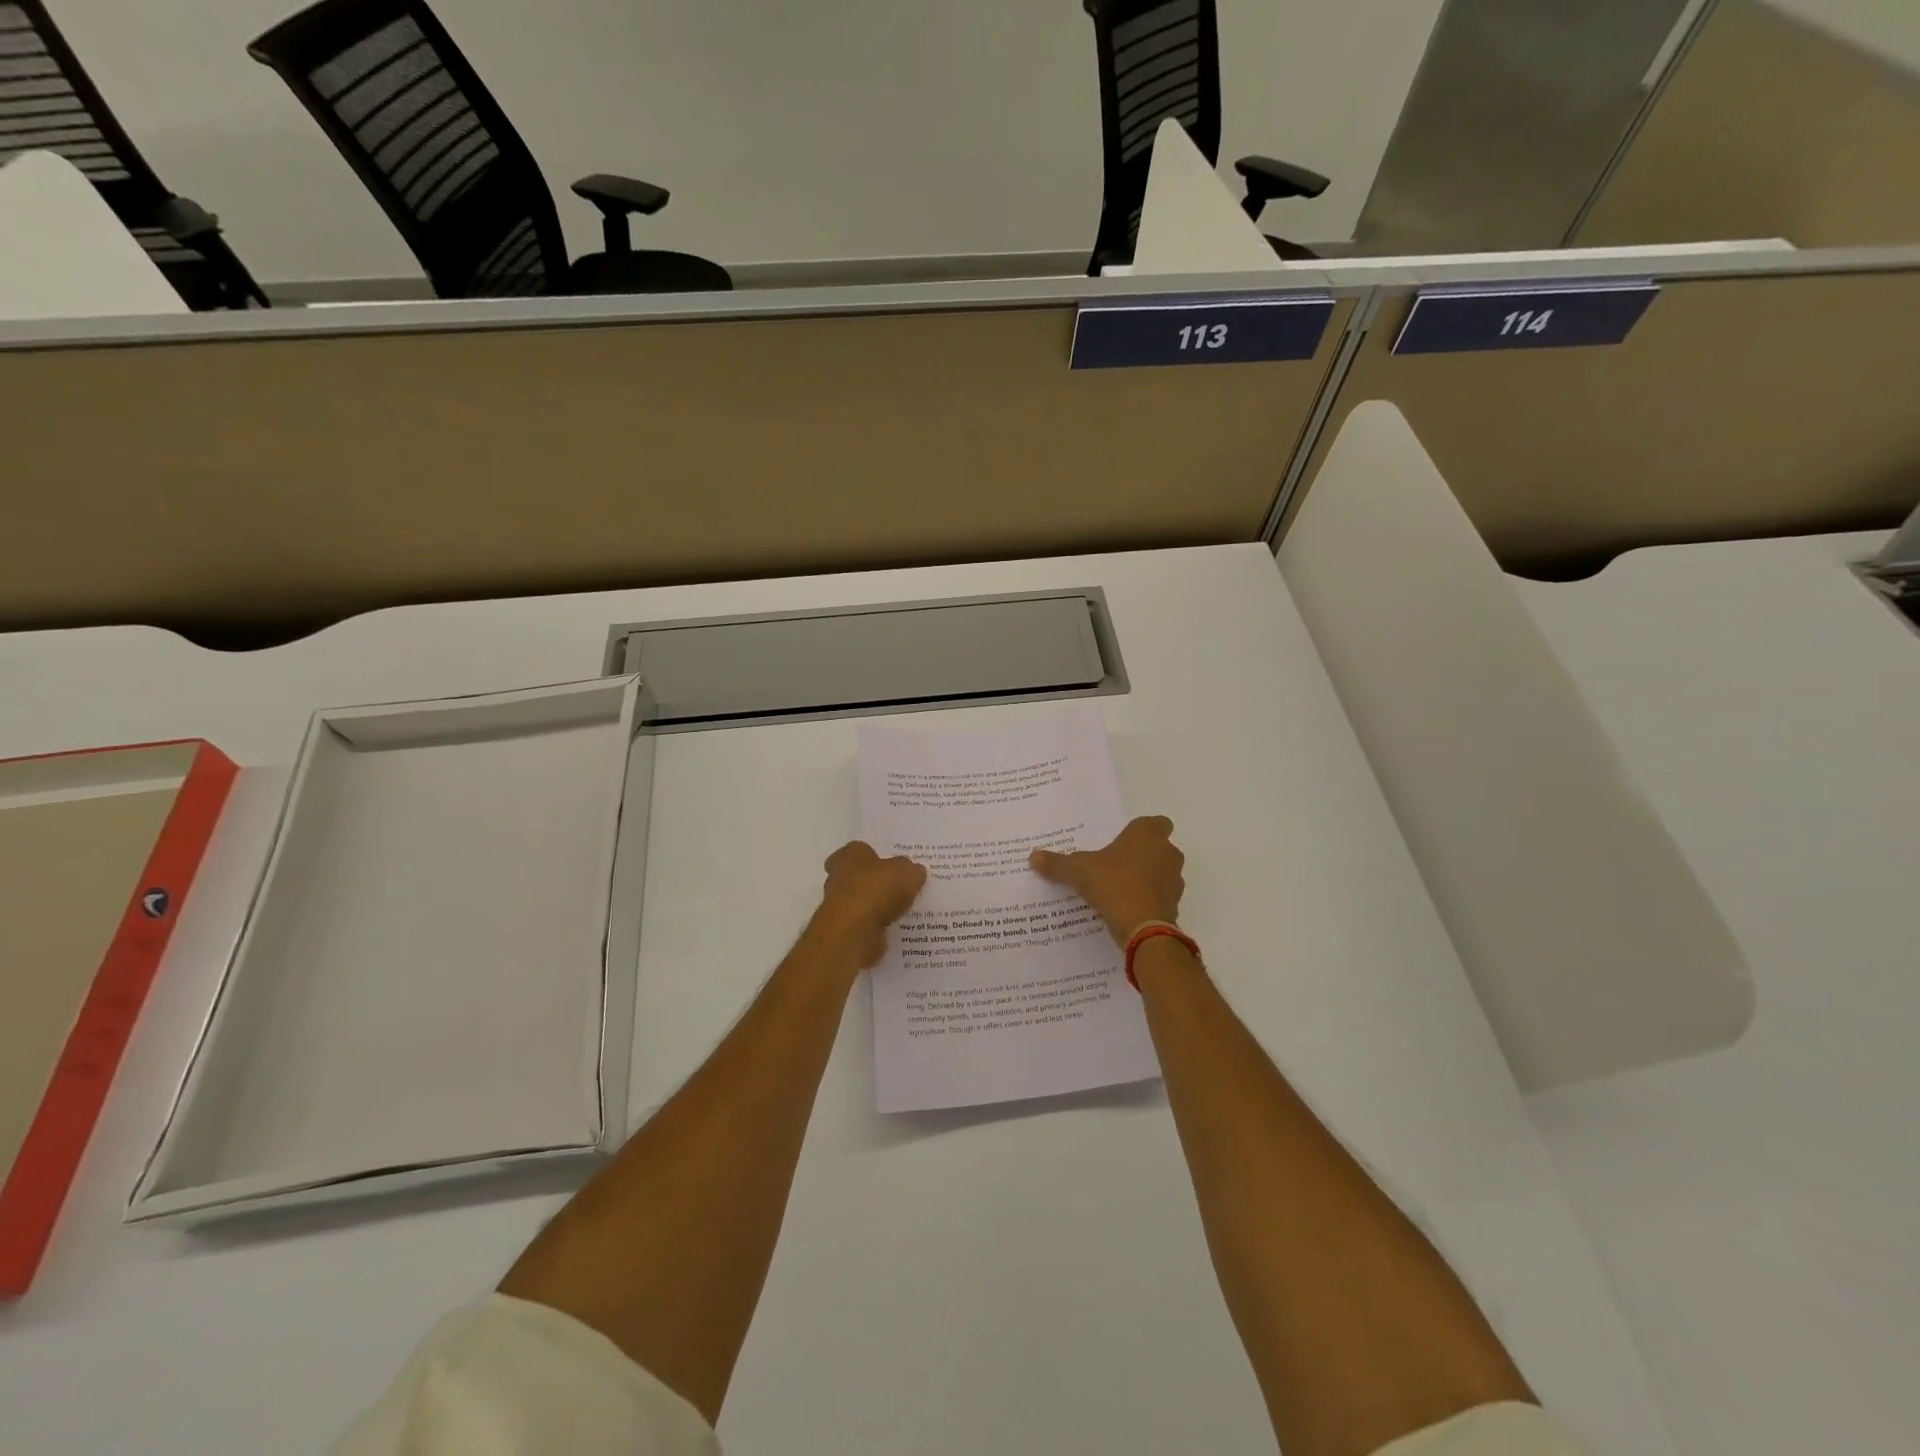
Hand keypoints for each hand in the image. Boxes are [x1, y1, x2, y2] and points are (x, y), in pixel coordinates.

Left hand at [808, 841, 927, 968]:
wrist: (854, 932)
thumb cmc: (877, 891)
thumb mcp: (907, 872)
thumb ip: (911, 870)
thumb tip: (913, 871)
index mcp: (849, 855)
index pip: (858, 849)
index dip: (874, 855)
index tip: (890, 864)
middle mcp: (837, 877)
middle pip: (856, 875)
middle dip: (873, 881)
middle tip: (898, 887)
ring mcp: (837, 905)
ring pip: (859, 901)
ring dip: (874, 905)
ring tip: (900, 910)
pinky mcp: (842, 929)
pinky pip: (862, 923)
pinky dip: (874, 925)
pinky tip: (893, 928)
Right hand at [1030, 816, 1184, 944]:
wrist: (1143, 927)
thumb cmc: (1113, 884)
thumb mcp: (1078, 871)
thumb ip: (1057, 863)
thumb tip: (1033, 856)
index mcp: (1148, 834)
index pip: (1156, 823)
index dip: (1142, 831)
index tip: (1124, 841)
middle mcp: (1167, 852)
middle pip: (1159, 847)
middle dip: (1142, 855)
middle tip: (1116, 864)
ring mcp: (1175, 879)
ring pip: (1162, 872)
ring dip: (1147, 878)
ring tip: (1119, 888)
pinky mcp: (1175, 904)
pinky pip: (1160, 896)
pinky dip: (1148, 900)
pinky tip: (1127, 908)